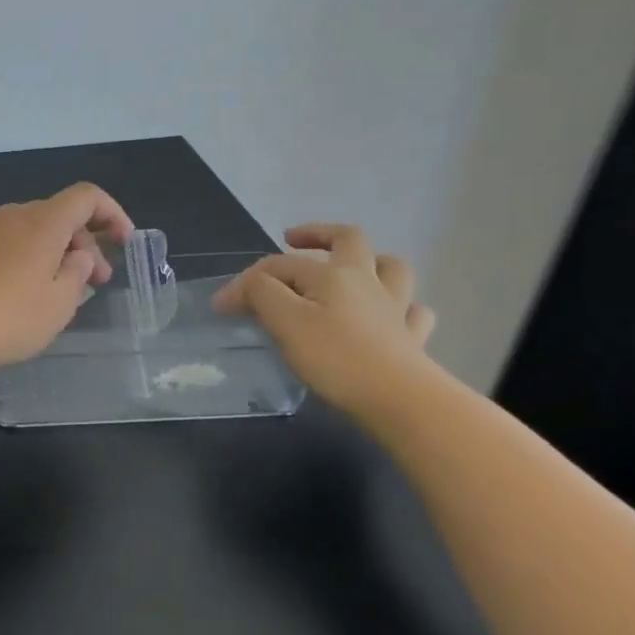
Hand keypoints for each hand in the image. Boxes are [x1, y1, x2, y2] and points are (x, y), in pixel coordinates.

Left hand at [0, 183, 133, 373]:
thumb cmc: (8, 318)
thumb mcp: (59, 304)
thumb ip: (78, 274)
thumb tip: (79, 256)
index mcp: (43, 222)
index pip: (86, 196)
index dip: (111, 213)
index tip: (123, 243)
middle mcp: (10, 214)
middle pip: (55, 214)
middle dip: (81, 242)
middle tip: (93, 282)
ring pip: (23, 227)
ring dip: (45, 249)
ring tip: (50, 286)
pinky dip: (9, 253)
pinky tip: (3, 278)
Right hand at [213, 223, 436, 414]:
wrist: (400, 399)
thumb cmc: (336, 358)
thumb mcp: (285, 322)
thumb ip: (260, 295)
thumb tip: (242, 288)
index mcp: (332, 274)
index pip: (279, 266)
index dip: (246, 281)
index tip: (221, 307)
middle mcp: (366, 281)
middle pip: (348, 239)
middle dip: (318, 235)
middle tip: (293, 242)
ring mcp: (395, 309)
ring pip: (391, 269)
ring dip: (370, 262)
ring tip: (350, 271)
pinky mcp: (412, 339)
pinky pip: (413, 313)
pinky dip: (402, 309)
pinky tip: (391, 317)